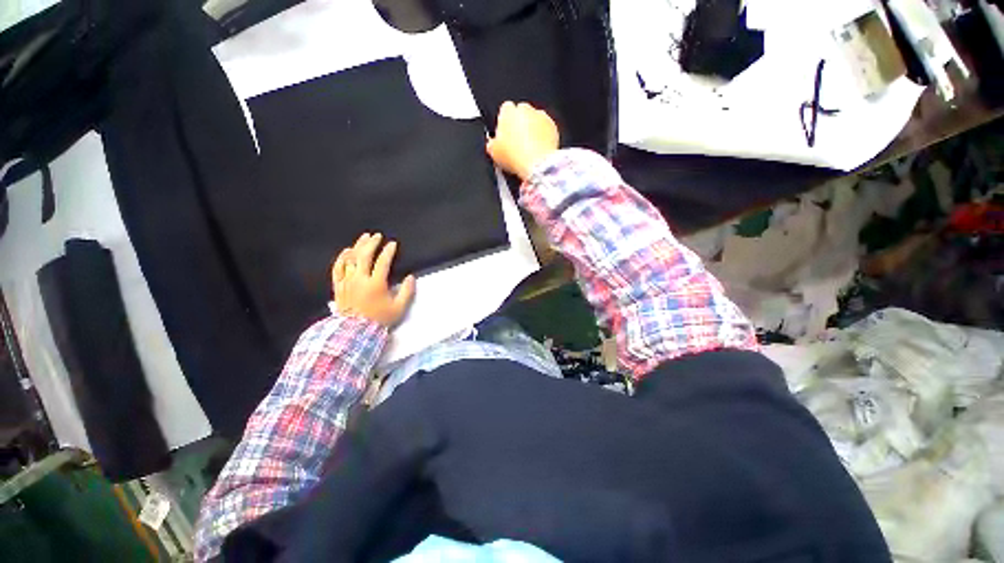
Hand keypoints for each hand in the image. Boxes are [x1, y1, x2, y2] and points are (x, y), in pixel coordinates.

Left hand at [332, 233, 415, 327]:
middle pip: (364, 256)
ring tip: (364, 237)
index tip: (393, 244)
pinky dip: (342, 257)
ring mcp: (347, 281)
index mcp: (376, 284)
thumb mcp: (398, 308)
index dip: (388, 251)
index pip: (383, 262)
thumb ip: (407, 292)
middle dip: (372, 243)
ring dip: (358, 246)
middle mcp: (360, 279)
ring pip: (350, 259)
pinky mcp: (338, 286)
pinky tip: (347, 251)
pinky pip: (337, 267)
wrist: (355, 332)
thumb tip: (411, 277)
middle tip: (377, 235)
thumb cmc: (379, 320)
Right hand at [486, 101, 558, 181]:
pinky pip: (546, 129)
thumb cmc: (516, 157)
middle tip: (517, 143)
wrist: (537, 164)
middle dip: (519, 125)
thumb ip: (491, 143)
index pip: (504, 110)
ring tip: (529, 148)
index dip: (504, 123)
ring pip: (535, 120)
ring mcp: (541, 116)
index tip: (505, 135)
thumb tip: (492, 144)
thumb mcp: (494, 153)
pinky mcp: (553, 126)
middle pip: (521, 113)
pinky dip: (544, 136)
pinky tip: (539, 150)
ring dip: (532, 130)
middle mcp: (526, 109)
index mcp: (508, 112)